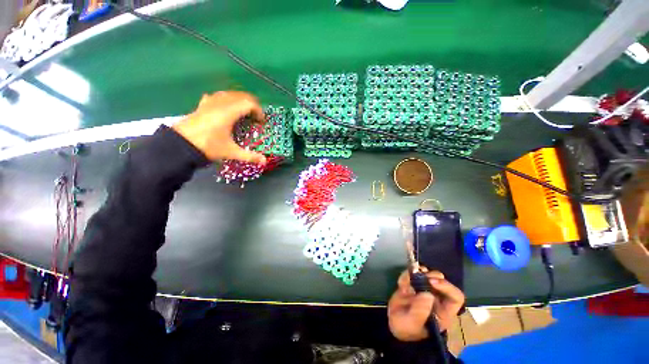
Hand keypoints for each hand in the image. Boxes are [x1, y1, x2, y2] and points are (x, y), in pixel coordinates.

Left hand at [172, 91, 266, 163]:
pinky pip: (218, 96)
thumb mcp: (231, 152)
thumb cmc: (208, 146)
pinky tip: (227, 108)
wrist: (180, 145)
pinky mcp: (203, 104)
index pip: (249, 103)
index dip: (259, 111)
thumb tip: (265, 161)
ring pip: (230, 94)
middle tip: (256, 117)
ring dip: (240, 101)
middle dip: (252, 105)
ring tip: (244, 112)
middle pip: (241, 96)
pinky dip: (227, 100)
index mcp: (229, 112)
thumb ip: (249, 156)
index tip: (261, 122)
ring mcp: (210, 102)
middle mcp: (221, 103)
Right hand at [388, 269, 464, 340]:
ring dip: (416, 274)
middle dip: (431, 275)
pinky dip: (406, 275)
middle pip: (441, 281)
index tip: (431, 281)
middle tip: (419, 275)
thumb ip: (420, 311)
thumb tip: (428, 294)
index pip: (455, 297)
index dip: (447, 287)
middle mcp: (437, 299)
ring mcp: (425, 290)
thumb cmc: (406, 329)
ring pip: (427, 275)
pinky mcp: (413, 284)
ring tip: (406, 283)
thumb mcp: (412, 324)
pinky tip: (400, 285)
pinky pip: (412, 274)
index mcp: (443, 312)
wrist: (392, 324)